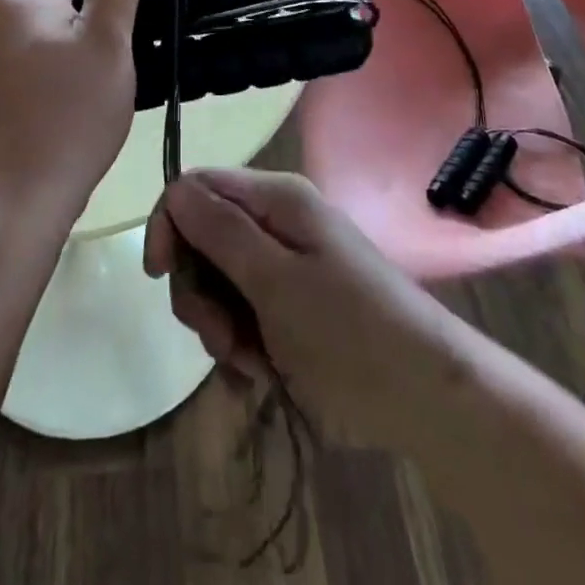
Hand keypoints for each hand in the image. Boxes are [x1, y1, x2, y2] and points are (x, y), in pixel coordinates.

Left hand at [0, 0, 143, 231]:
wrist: (21, 195)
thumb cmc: (72, 112)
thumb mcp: (109, 40)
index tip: (128, 30)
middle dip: (98, 21)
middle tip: (119, 61)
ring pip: (55, 30)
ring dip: (84, 49)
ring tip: (102, 86)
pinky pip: (40, 59)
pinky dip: (64, 71)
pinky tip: (78, 105)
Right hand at [143, 169, 453, 449]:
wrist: (425, 397)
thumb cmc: (349, 332)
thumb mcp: (276, 281)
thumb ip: (221, 232)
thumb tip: (175, 190)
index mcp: (275, 199)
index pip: (195, 187)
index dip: (169, 224)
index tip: (160, 276)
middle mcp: (275, 222)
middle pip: (201, 238)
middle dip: (198, 289)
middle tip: (220, 336)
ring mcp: (282, 265)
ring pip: (216, 281)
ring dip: (219, 325)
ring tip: (250, 362)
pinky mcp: (288, 305)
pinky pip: (240, 312)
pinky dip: (240, 343)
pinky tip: (262, 372)